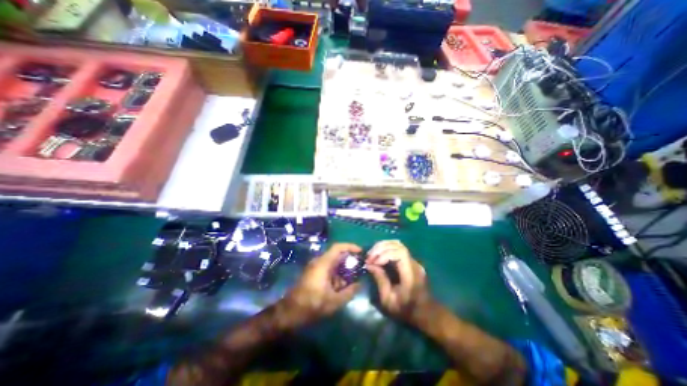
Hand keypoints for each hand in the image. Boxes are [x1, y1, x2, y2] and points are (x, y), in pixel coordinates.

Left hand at [282, 245, 360, 324]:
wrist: (290, 312)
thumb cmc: (312, 305)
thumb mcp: (334, 301)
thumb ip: (349, 292)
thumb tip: (359, 284)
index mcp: (323, 263)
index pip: (338, 247)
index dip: (350, 246)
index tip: (360, 251)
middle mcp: (319, 261)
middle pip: (336, 254)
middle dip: (348, 260)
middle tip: (359, 267)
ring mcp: (315, 267)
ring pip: (332, 262)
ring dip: (342, 269)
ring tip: (352, 279)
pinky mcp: (313, 273)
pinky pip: (327, 268)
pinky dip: (336, 274)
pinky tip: (340, 286)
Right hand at [365, 239, 433, 323]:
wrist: (424, 313)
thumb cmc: (406, 309)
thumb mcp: (389, 300)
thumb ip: (380, 280)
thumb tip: (370, 265)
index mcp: (410, 274)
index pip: (400, 253)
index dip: (385, 254)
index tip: (374, 262)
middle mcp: (414, 263)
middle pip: (398, 245)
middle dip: (381, 248)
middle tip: (369, 257)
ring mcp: (413, 260)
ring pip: (397, 244)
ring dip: (382, 246)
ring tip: (372, 254)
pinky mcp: (410, 261)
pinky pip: (397, 248)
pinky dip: (386, 248)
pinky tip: (378, 255)